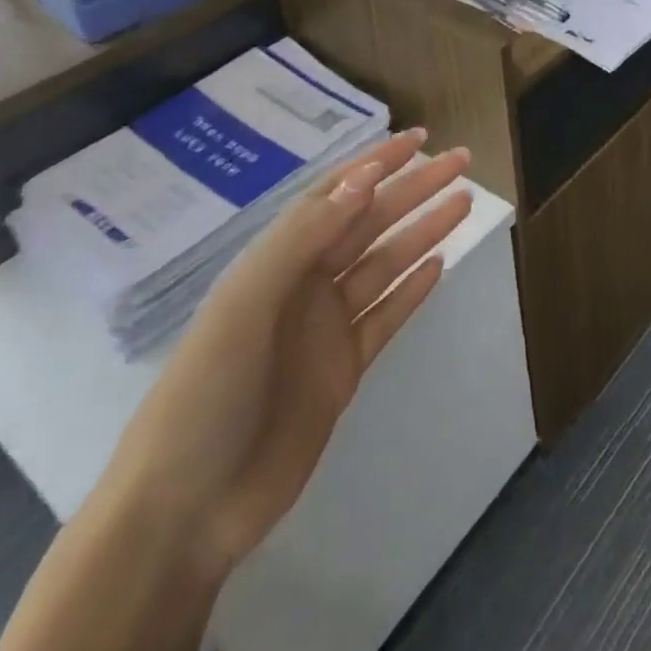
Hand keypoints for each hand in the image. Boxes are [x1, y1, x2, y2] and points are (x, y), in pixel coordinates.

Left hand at [110, 129, 472, 571]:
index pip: (335, 195)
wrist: (186, 511)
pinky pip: (386, 316)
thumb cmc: (206, 396)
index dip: (377, 163)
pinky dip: (412, 290)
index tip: (420, 138)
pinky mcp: (343, 369)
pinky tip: (439, 265)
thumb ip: (304, 238)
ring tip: (464, 202)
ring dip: (423, 231)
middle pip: (370, 223)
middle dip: (415, 189)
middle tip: (462, 161)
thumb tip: (364, 178)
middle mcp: (304, 285)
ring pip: (385, 264)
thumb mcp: (246, 305)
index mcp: (276, 263)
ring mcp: (325, 328)